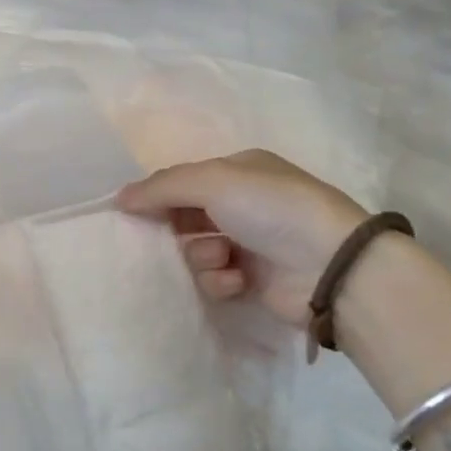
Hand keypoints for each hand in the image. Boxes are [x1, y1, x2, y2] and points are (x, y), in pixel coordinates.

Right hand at [115, 150, 367, 327]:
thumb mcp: (212, 182)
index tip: (131, 212)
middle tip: (164, 239)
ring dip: (201, 255)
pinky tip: (237, 279)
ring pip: (195, 250)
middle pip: (185, 216)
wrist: (331, 265)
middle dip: (176, 228)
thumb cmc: (271, 208)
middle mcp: (243, 204)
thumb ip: (162, 187)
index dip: (157, 195)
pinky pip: (215, 278)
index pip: (183, 180)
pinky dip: (220, 279)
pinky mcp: (254, 280)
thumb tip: (119, 198)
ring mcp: (250, 242)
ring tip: (222, 258)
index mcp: (238, 171)